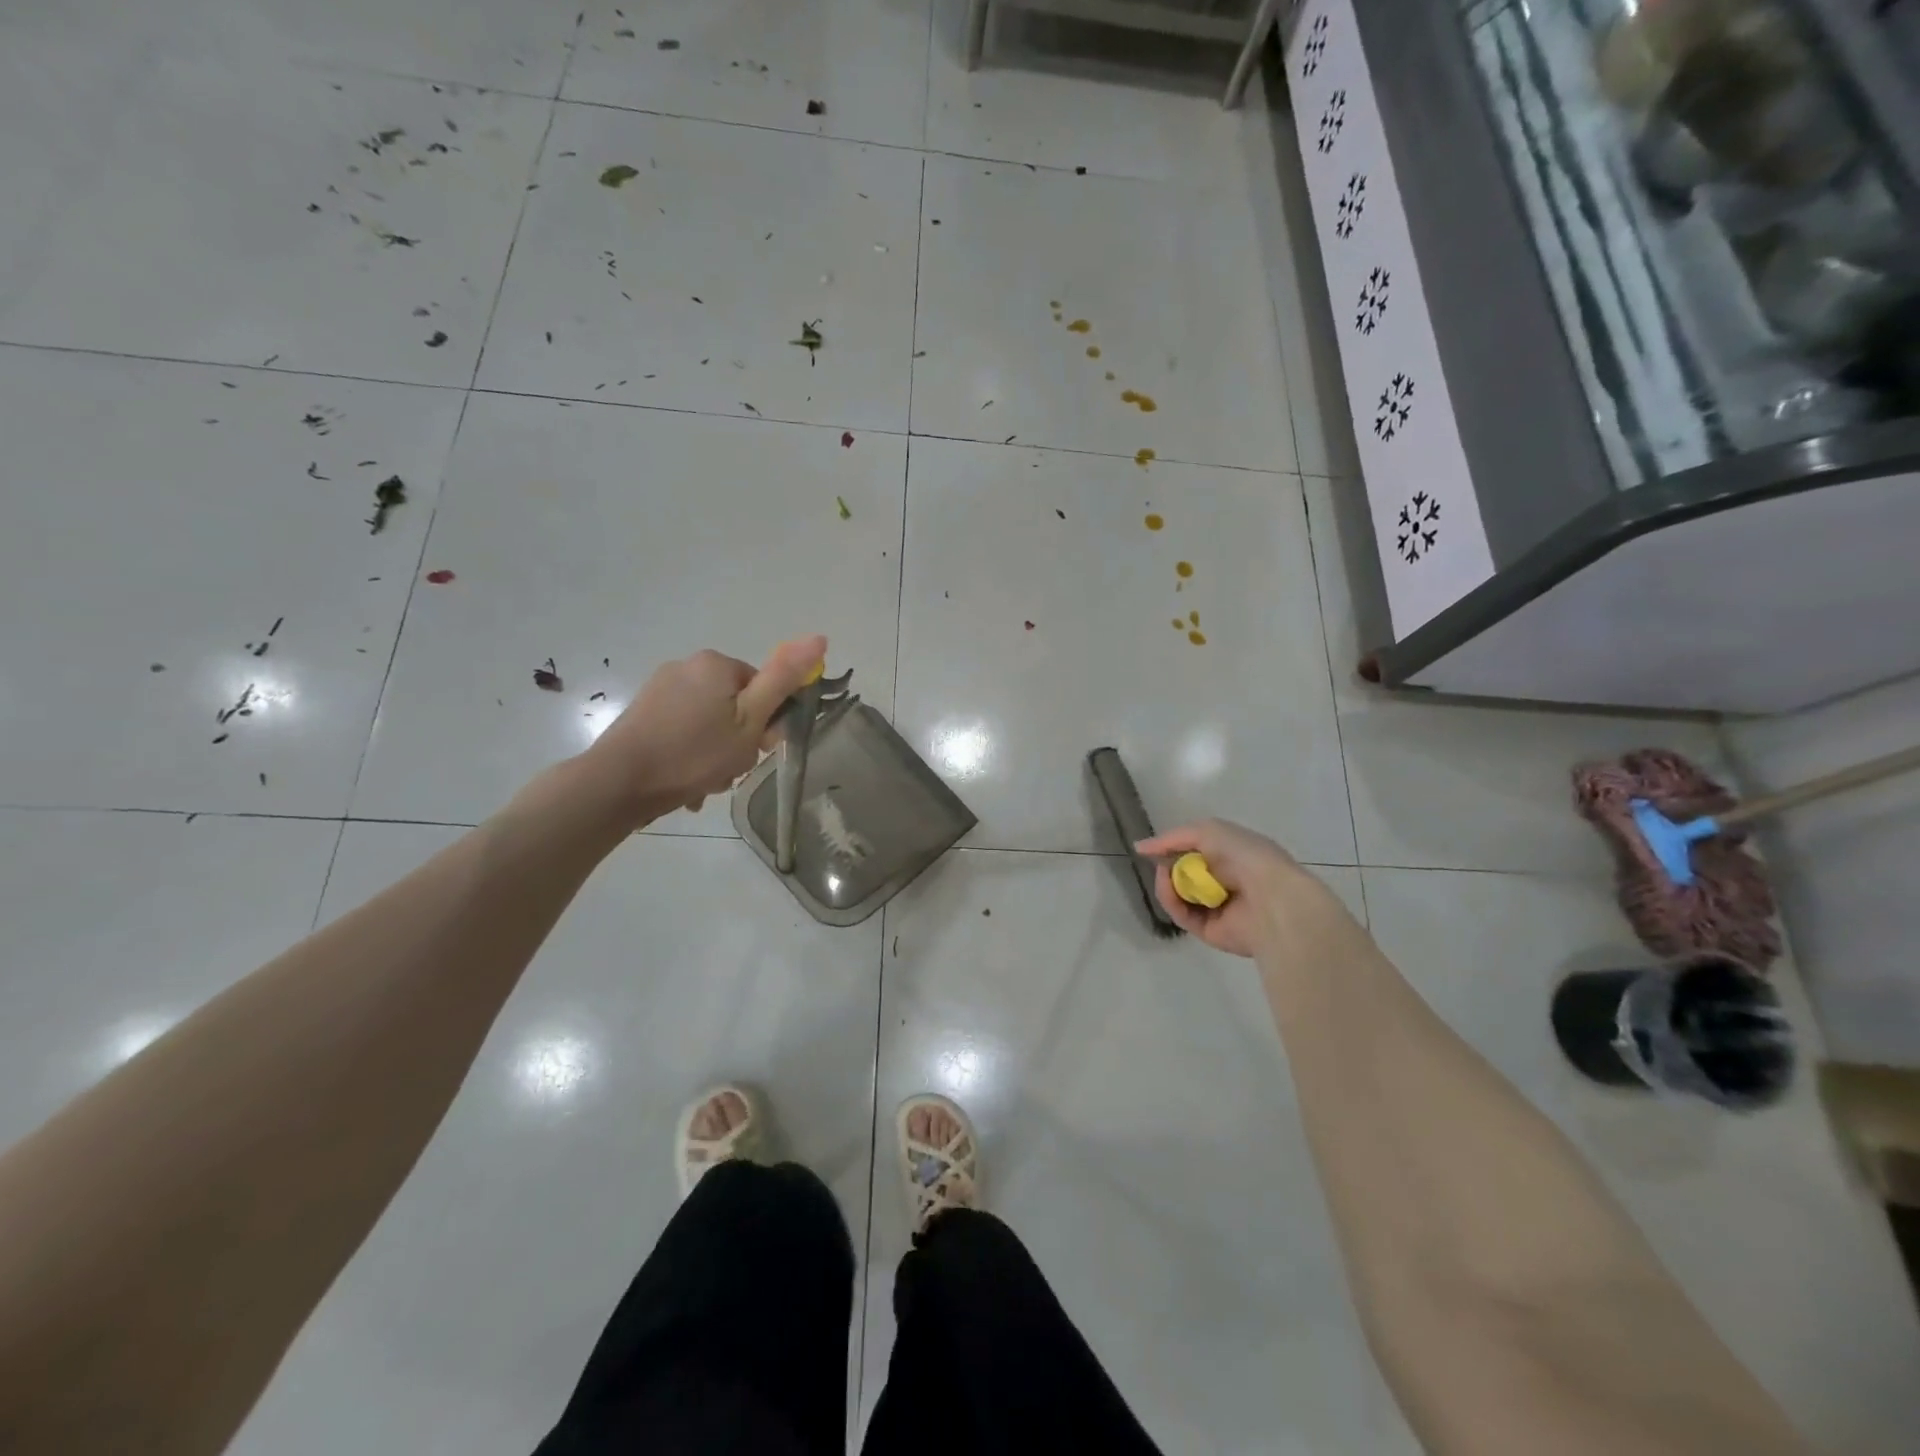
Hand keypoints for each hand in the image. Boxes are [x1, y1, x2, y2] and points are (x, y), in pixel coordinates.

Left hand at [579, 635, 827, 826]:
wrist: (618, 782)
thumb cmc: (694, 753)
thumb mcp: (750, 720)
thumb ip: (784, 679)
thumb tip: (819, 637)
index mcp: (716, 664)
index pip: (762, 689)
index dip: (765, 723)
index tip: (756, 750)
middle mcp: (687, 666)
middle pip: (735, 706)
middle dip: (737, 741)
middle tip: (729, 770)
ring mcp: (661, 689)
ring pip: (709, 722)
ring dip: (715, 754)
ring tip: (705, 783)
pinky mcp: (643, 712)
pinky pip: (683, 731)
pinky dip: (690, 754)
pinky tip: (686, 782)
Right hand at [1135, 818, 1345, 957]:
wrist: (1272, 898)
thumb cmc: (1245, 856)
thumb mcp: (1208, 831)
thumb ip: (1173, 838)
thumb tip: (1141, 848)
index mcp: (1235, 857)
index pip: (1198, 852)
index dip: (1174, 848)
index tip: (1151, 848)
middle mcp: (1227, 883)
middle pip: (1185, 875)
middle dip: (1168, 866)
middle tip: (1158, 862)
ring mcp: (1218, 909)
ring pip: (1179, 896)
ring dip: (1166, 883)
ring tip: (1164, 875)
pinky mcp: (1210, 931)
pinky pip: (1182, 915)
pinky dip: (1171, 900)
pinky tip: (1168, 887)